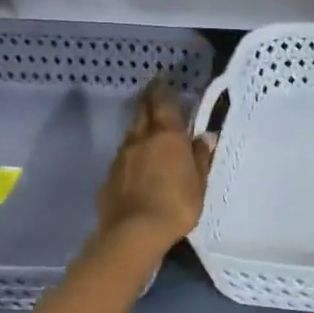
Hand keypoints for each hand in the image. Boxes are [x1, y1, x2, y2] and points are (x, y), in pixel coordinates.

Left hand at [93, 78, 212, 257]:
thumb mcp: (199, 183)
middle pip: (142, 111)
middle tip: (153, 93)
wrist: (134, 232)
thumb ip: (200, 157)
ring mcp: (121, 157)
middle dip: (148, 100)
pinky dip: (132, 152)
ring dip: (140, 126)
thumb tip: (204, 137)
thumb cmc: (176, 205)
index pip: (164, 103)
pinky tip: (137, 162)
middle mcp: (141, 139)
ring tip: (148, 128)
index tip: (163, 80)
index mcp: (167, 136)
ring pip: (131, 133)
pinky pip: (123, 156)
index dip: (163, 90)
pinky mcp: (109, 176)